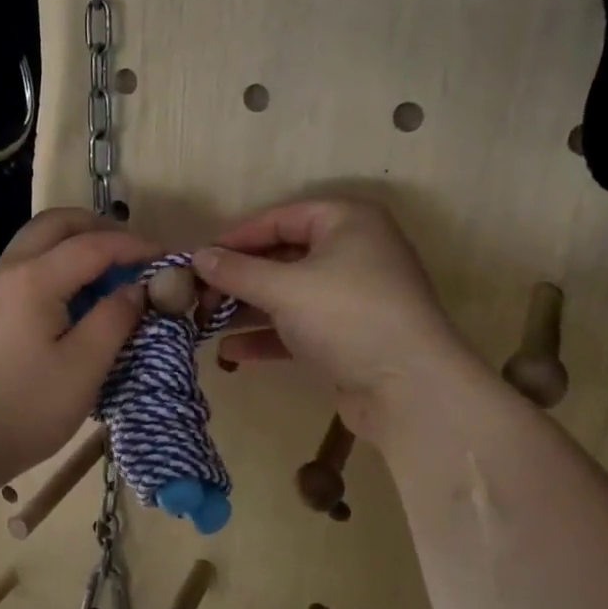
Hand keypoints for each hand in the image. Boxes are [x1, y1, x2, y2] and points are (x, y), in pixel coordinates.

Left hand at [0, 208, 156, 487]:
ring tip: (107, 274)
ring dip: (75, 243)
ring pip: (36, 241)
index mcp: (35, 279)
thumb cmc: (23, 409)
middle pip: (56, 223)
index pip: (93, 244)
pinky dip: (55, 263)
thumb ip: (114, 320)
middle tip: (132, 254)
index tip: (165, 258)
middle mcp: (8, 270)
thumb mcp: (83, 368)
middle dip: (99, 227)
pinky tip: (72, 299)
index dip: (133, 246)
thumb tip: (135, 289)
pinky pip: (24, 265)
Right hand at [191, 199, 477, 441]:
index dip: (237, 236)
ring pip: (289, 294)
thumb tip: (197, 256)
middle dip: (239, 277)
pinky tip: (231, 351)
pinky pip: (300, 327)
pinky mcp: (350, 336)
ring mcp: (353, 297)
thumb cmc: (347, 317)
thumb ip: (237, 271)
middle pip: (283, 257)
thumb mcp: (284, 288)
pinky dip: (269, 336)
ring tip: (203, 322)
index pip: (280, 218)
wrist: (411, 390)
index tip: (198, 256)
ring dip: (248, 308)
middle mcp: (354, 252)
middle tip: (197, 293)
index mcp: (347, 222)